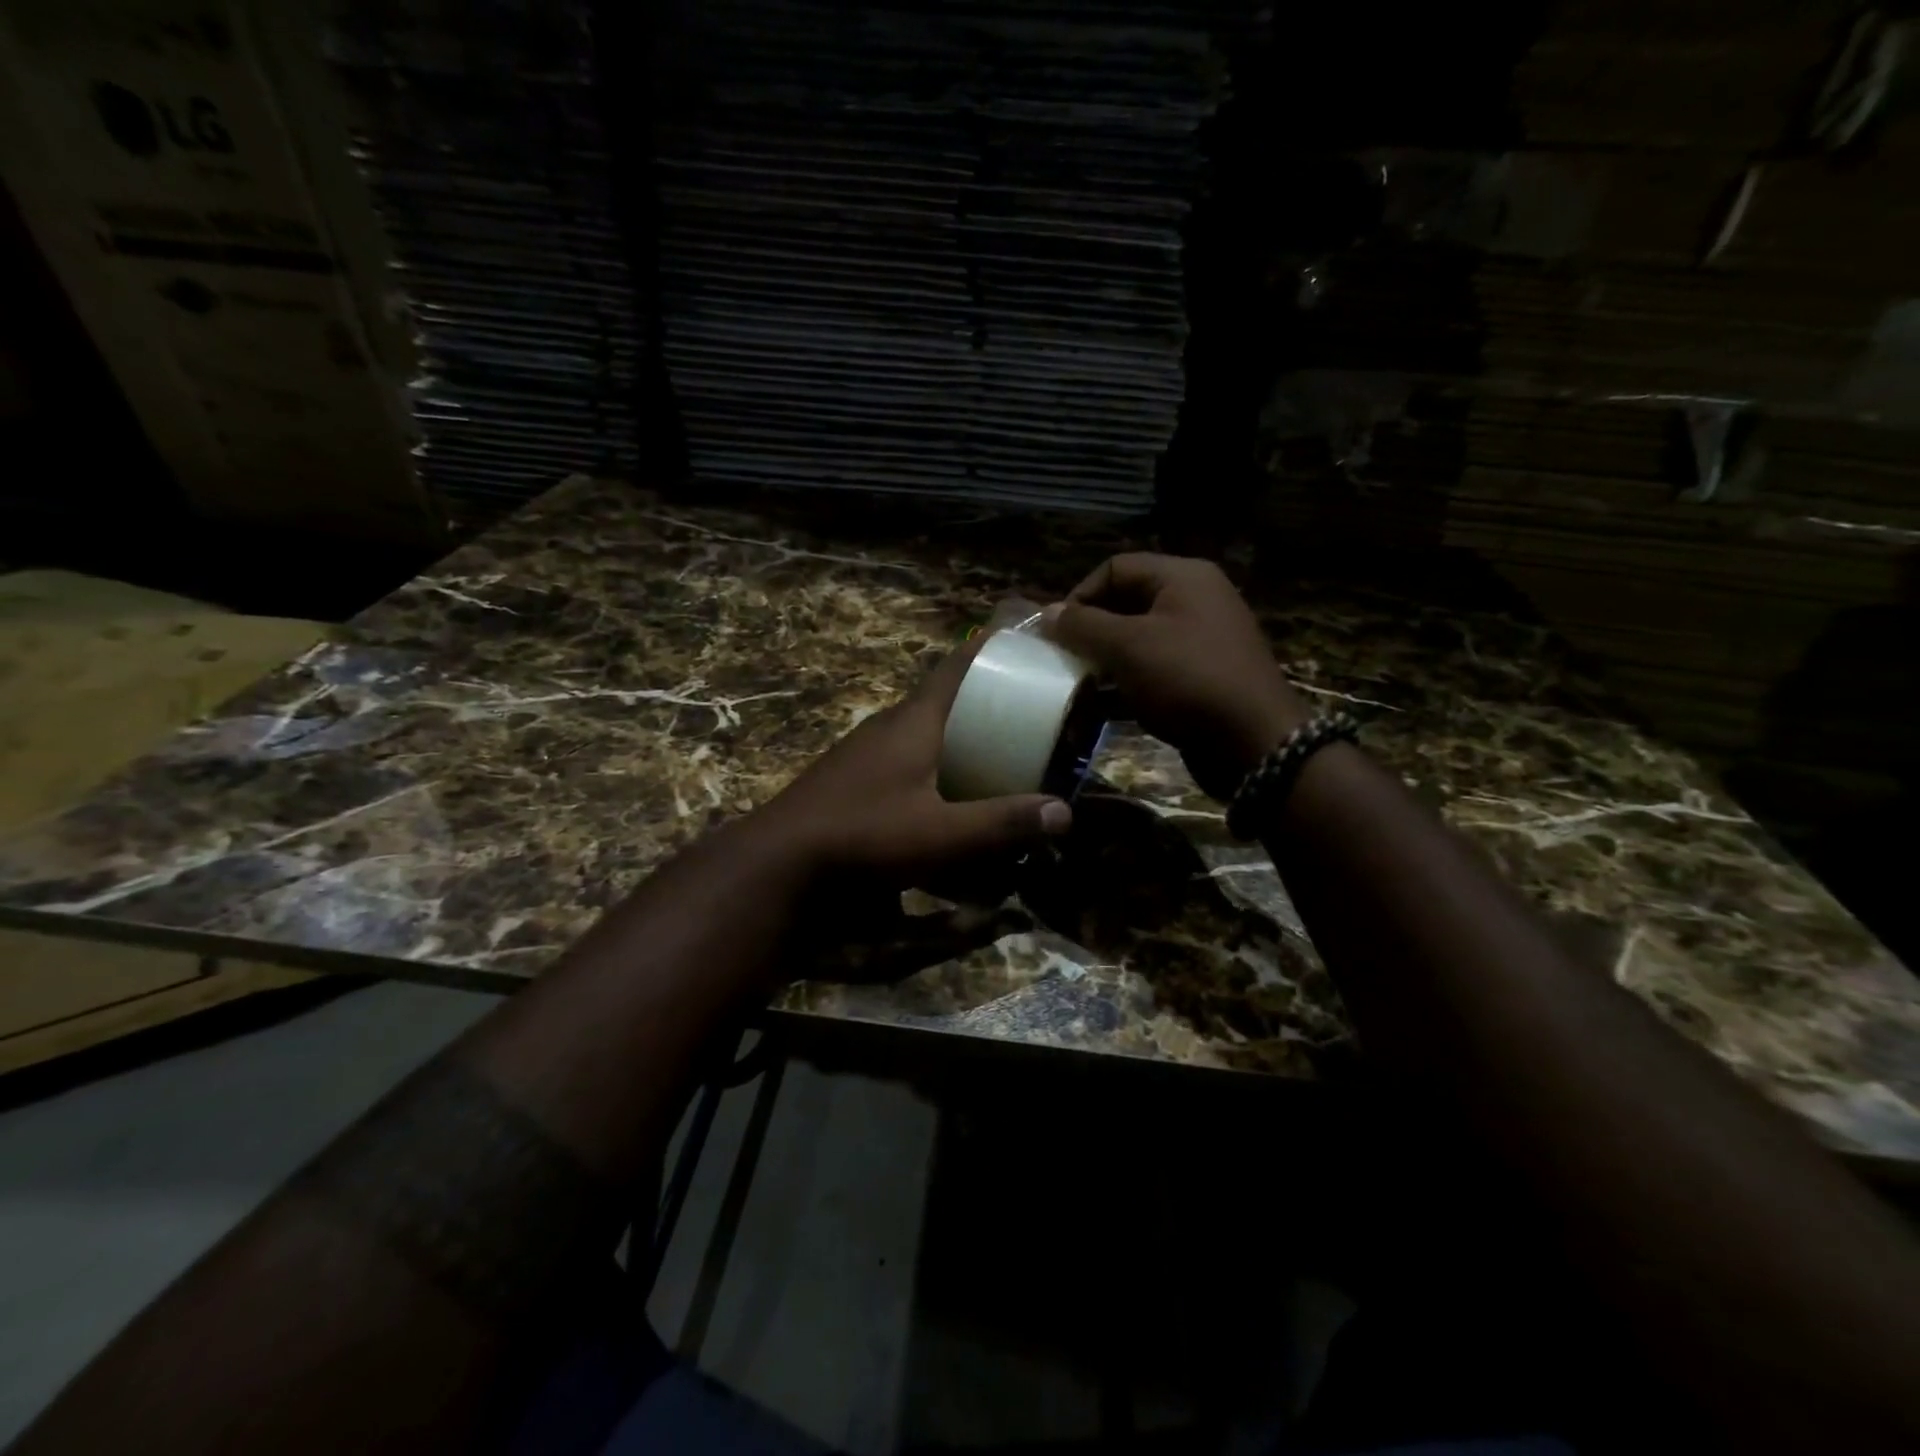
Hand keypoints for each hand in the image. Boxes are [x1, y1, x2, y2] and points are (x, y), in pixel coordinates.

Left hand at [753, 635, 1073, 887]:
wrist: (780, 861)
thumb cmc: (865, 836)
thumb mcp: (942, 835)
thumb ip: (1002, 824)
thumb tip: (1064, 814)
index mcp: (915, 720)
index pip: (959, 664)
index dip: (993, 647)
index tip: (1026, 637)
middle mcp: (891, 724)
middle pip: (946, 696)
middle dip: (987, 698)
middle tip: (1029, 710)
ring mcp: (867, 750)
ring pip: (925, 728)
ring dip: (959, 733)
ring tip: (996, 751)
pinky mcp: (854, 776)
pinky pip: (906, 755)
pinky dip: (935, 762)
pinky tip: (946, 794)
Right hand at [1043, 554, 1308, 799]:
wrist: (1253, 742)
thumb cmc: (1187, 680)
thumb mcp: (1128, 647)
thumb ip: (1083, 626)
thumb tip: (1048, 613)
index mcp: (1183, 578)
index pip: (1115, 568)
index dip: (1080, 595)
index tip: (1056, 632)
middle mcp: (1194, 601)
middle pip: (1126, 602)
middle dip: (1090, 630)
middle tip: (1062, 658)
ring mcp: (1200, 641)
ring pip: (1138, 640)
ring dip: (1104, 660)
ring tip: (1076, 684)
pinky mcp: (1200, 678)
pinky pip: (1153, 670)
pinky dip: (1125, 684)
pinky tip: (1100, 707)